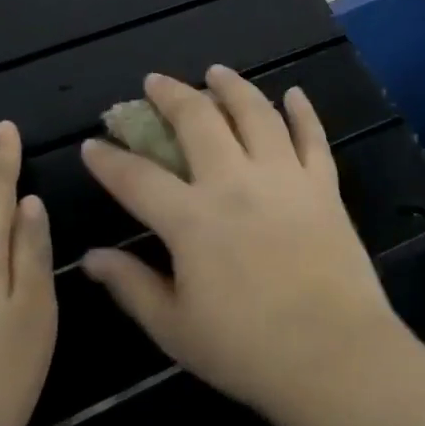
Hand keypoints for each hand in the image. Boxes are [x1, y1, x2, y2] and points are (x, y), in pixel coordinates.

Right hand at [79, 67, 406, 425]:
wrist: (333, 353)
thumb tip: (91, 258)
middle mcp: (235, 182)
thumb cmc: (246, 349)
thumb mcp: (175, 328)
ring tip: (217, 72)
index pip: (137, 178)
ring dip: (233, 87)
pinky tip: (294, 94)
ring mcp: (284, 176)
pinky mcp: (323, 183)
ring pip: (256, 113)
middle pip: (198, 121)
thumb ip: (131, 286)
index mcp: (192, 219)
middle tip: (156, 82)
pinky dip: (303, 111)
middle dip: (171, 96)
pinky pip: (312, 136)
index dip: (109, 160)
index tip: (93, 144)